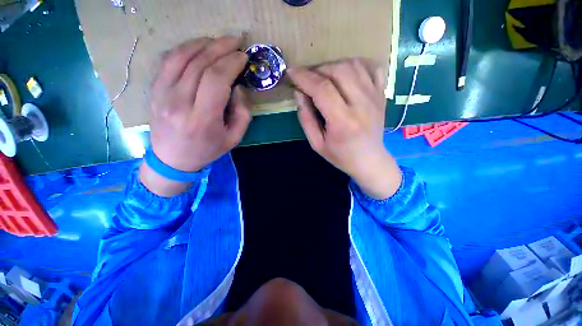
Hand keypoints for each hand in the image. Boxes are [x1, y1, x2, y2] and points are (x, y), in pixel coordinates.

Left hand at [140, 36, 251, 196]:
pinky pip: (168, 60)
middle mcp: (179, 103)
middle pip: (200, 64)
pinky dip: (185, 49)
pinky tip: (199, 46)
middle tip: (236, 41)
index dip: (231, 63)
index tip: (243, 57)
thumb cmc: (207, 150)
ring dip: (203, 43)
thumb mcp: (234, 138)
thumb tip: (239, 87)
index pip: (216, 79)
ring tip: (219, 40)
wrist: (172, 159)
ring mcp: (162, 94)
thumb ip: (242, 113)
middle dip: (221, 47)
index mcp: (202, 119)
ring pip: (182, 57)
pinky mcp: (154, 90)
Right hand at [288, 59, 401, 198]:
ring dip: (333, 66)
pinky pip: (371, 67)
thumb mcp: (316, 144)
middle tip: (307, 79)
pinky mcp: (382, 94)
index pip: (322, 89)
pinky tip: (345, 73)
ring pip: (353, 65)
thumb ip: (306, 119)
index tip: (291, 72)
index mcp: (343, 122)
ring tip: (323, 77)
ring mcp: (375, 97)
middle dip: (317, 70)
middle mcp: (361, 105)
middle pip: (338, 71)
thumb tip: (299, 93)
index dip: (304, 77)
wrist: (369, 160)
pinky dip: (355, 64)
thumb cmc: (341, 156)